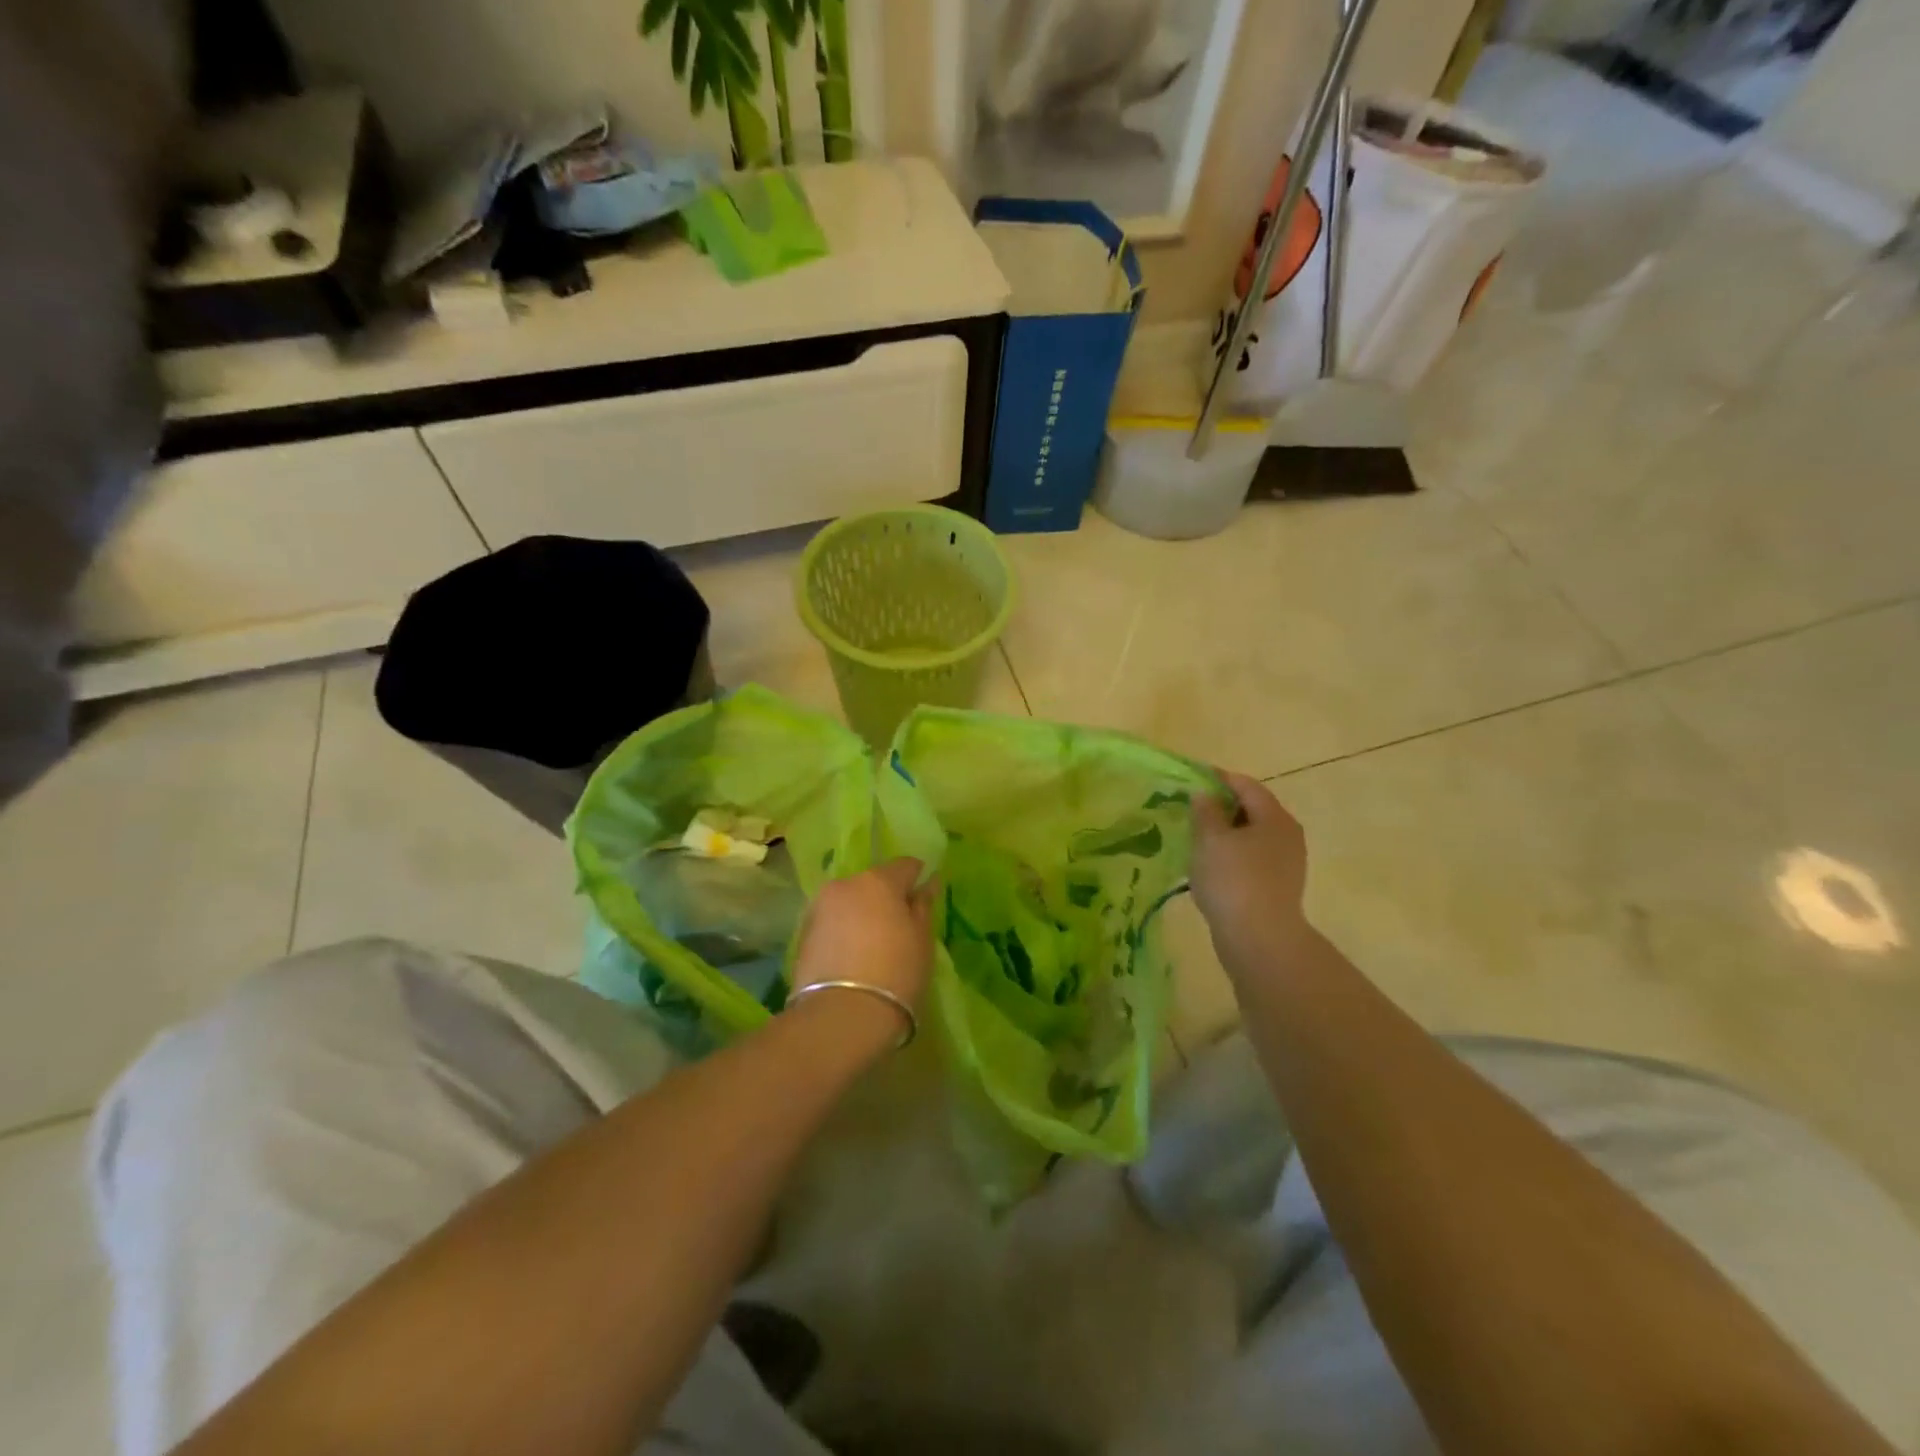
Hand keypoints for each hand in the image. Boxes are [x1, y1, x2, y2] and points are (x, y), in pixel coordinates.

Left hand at [791, 859, 936, 1049]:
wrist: (840, 1017)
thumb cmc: (895, 974)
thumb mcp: (922, 940)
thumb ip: (923, 906)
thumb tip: (927, 883)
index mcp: (878, 880)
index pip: (905, 865)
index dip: (917, 879)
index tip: (923, 900)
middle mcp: (845, 884)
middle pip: (873, 882)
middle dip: (886, 897)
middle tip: (899, 928)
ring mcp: (820, 907)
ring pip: (850, 901)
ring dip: (862, 914)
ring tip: (873, 945)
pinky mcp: (803, 933)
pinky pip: (833, 922)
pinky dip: (844, 931)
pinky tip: (852, 956)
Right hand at [1191, 772, 1311, 962]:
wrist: (1259, 939)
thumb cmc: (1233, 880)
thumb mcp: (1210, 839)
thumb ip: (1206, 811)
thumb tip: (1205, 794)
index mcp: (1274, 816)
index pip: (1246, 785)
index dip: (1218, 778)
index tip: (1191, 778)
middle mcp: (1287, 835)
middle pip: (1252, 809)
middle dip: (1221, 806)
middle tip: (1190, 809)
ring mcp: (1287, 863)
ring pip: (1252, 836)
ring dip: (1226, 833)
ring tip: (1196, 839)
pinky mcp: (1278, 887)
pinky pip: (1252, 859)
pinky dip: (1232, 855)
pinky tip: (1211, 867)